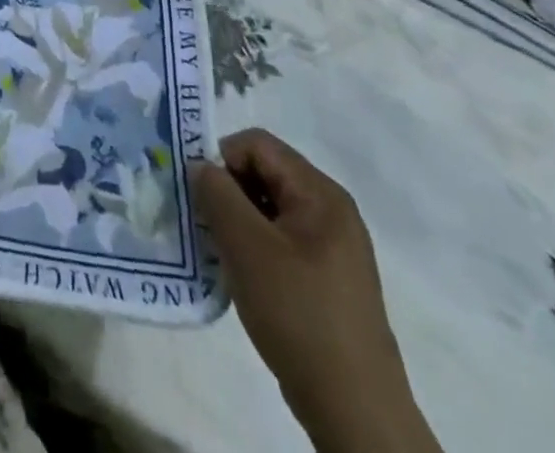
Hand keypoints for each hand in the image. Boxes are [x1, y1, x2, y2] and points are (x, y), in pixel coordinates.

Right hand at [191, 130, 438, 452]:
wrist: (354, 409)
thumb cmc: (299, 314)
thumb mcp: (246, 246)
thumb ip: (217, 193)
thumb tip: (200, 166)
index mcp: (320, 193)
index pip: (257, 144)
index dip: (221, 159)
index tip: (202, 196)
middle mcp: (331, 210)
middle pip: (264, 172)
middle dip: (228, 190)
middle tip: (206, 223)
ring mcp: (332, 246)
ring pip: (268, 207)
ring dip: (238, 220)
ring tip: (221, 252)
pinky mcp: (327, 277)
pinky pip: (280, 238)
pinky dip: (254, 246)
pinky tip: (243, 275)